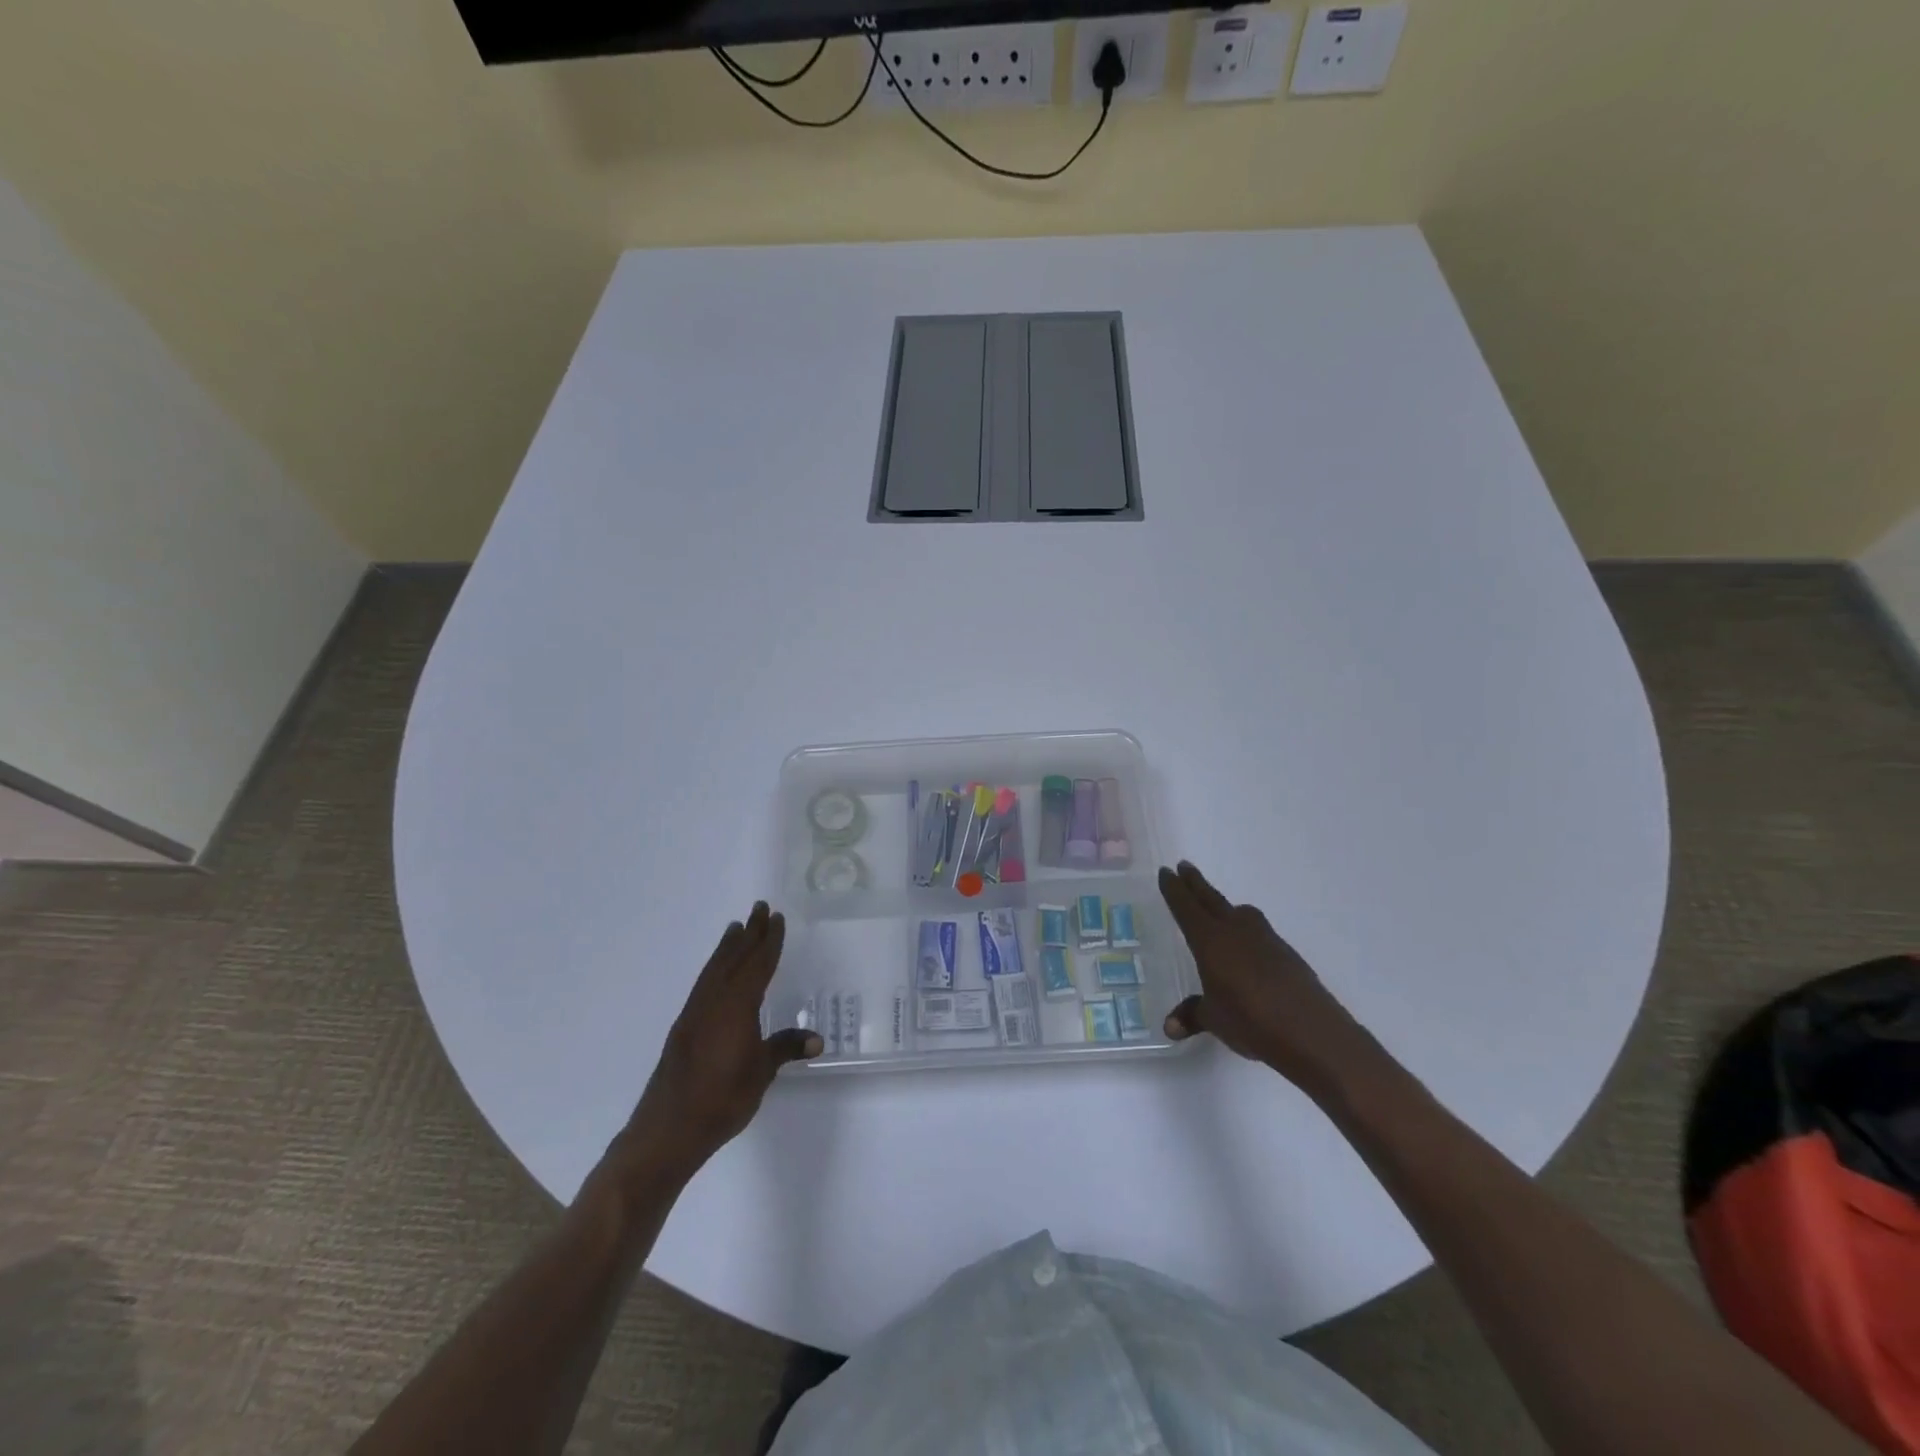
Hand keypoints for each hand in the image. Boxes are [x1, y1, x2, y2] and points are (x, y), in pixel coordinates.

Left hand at [602, 902, 820, 1190]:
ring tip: (736, 928)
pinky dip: (715, 967)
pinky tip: (717, 971)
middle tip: (759, 907)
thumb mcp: (761, 1073)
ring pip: (714, 969)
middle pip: (734, 958)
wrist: (668, 1129)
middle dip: (748, 934)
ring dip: (728, 947)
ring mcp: (694, 1013)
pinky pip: (703, 984)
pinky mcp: (683, 1028)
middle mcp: (713, 1001)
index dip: (769, 941)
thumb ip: (784, 1049)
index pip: (757, 965)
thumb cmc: (722, 1099)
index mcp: (736, 1006)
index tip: (776, 918)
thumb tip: (816, 1040)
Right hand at [1158, 862, 1368, 1092]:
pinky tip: (1249, 947)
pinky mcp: (1286, 953)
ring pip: (1240, 913)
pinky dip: (1247, 930)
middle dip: (1196, 883)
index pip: (1186, 908)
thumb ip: (1192, 1016)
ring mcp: (1265, 939)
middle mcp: (1236, 931)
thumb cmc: (1251, 1021)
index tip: (1166, 871)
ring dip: (1226, 906)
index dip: (1174, 890)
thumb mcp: (1214, 1020)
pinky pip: (1260, 932)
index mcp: (1210, 940)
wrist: (1311, 1031)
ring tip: (1218, 908)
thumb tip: (1170, 1027)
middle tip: (1184, 865)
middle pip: (1211, 899)